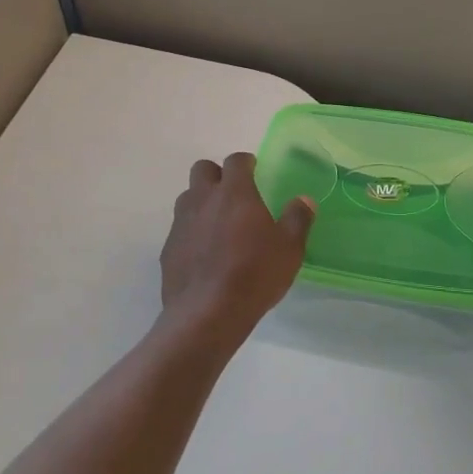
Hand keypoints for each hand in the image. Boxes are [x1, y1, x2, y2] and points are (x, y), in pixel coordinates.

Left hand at [160, 153, 314, 338]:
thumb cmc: (254, 275)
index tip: (255, 170)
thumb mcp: (289, 249)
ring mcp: (181, 223)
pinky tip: (205, 253)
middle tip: (234, 194)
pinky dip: (192, 231)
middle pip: (202, 169)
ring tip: (219, 224)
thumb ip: (297, 219)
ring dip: (202, 201)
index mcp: (234, 193)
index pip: (235, 161)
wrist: (207, 313)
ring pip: (188, 197)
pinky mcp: (168, 248)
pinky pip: (180, 228)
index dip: (246, 162)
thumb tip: (304, 200)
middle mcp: (203, 200)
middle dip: (217, 175)